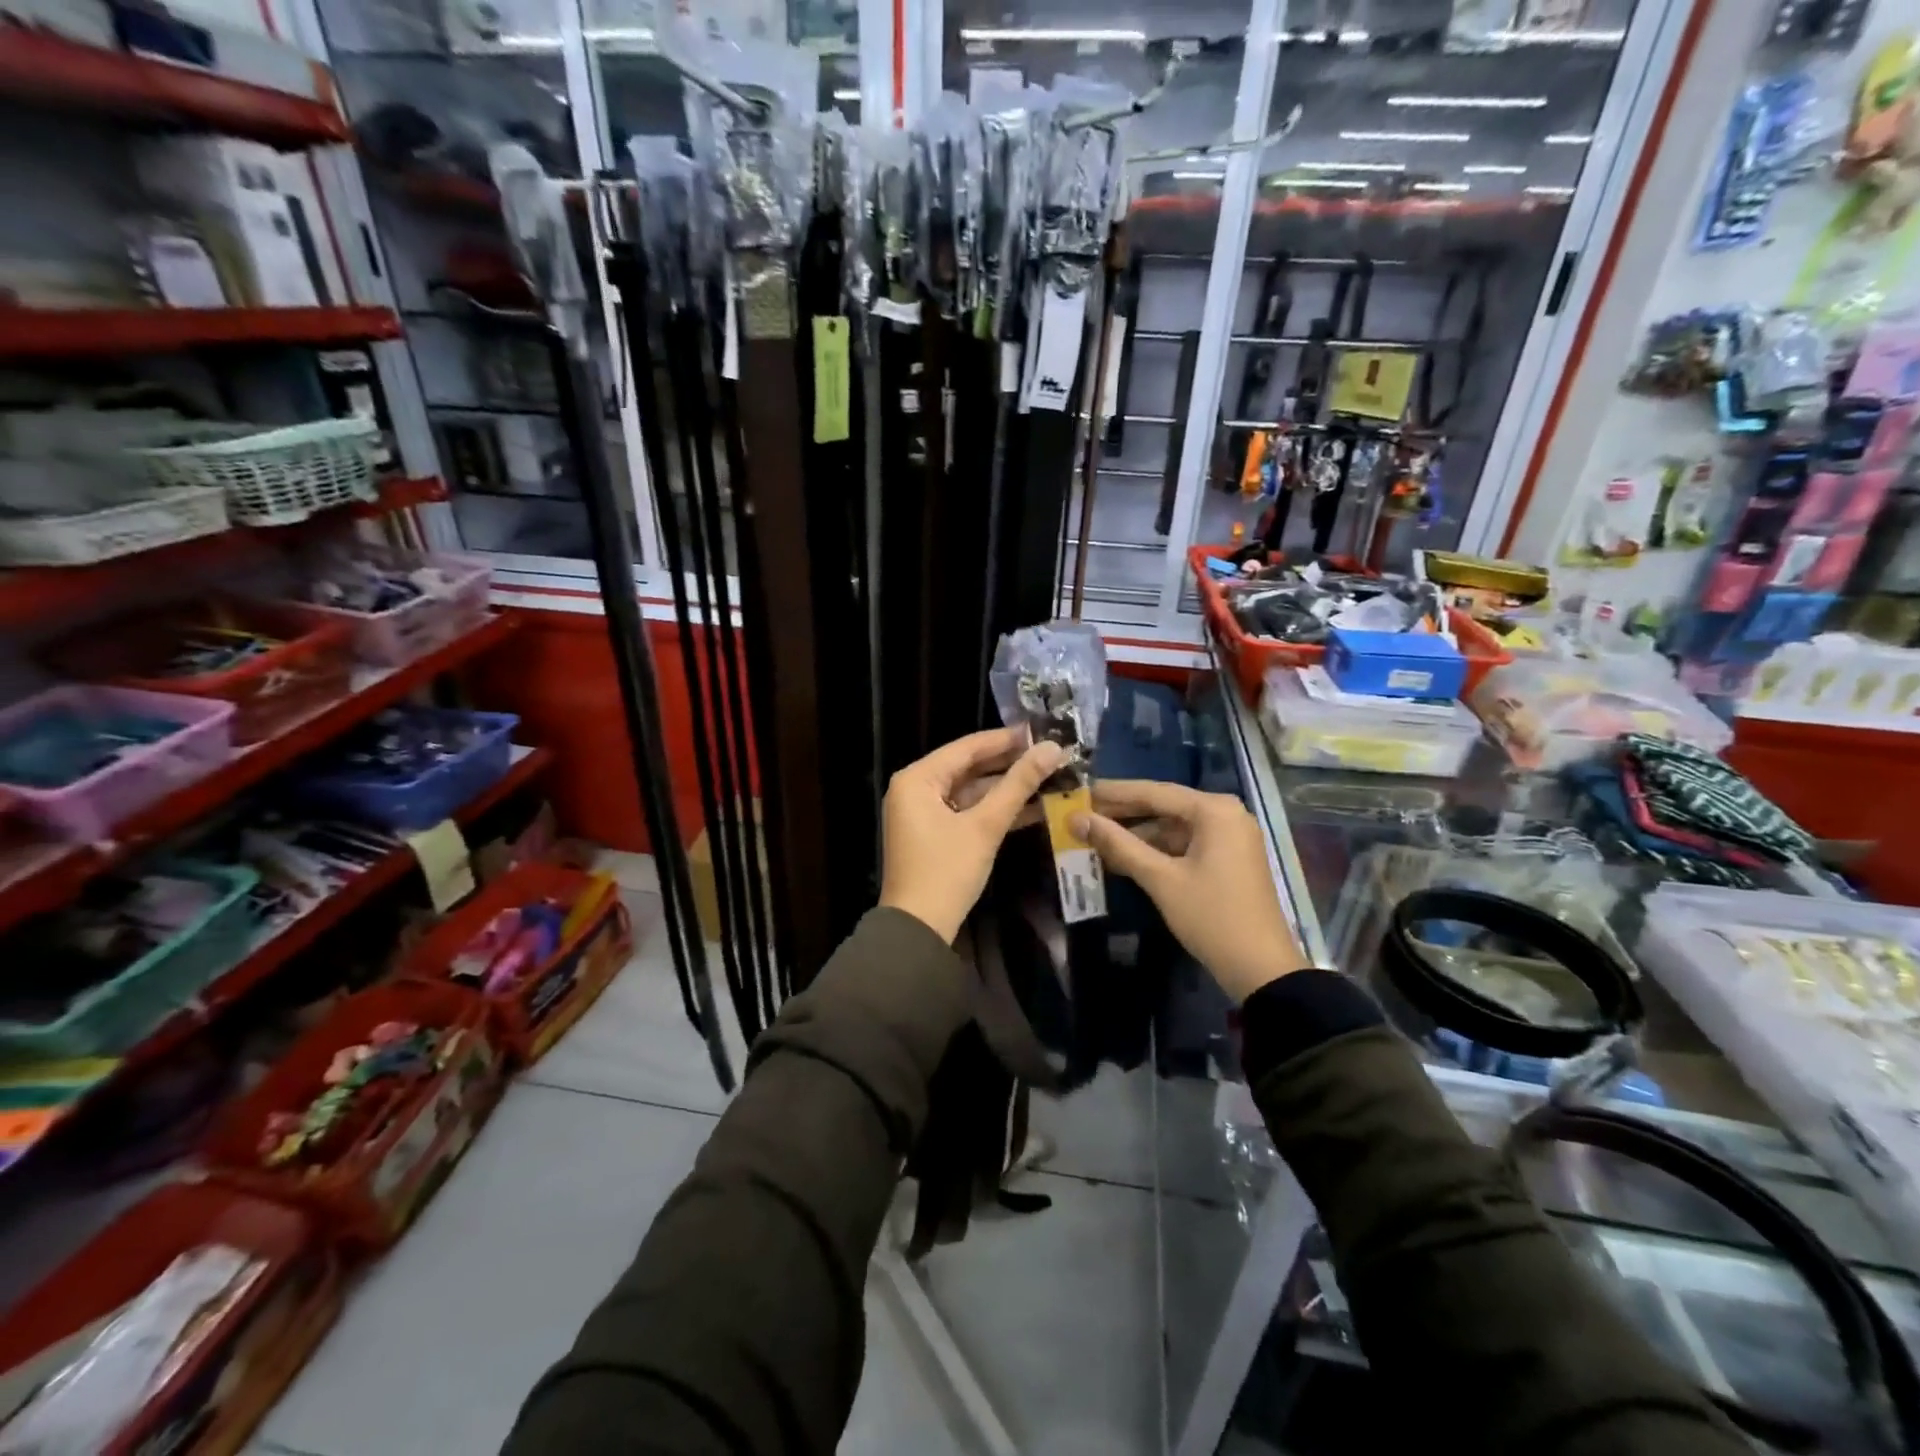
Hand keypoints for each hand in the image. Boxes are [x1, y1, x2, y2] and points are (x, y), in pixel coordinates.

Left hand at [880, 727, 1066, 943]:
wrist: (919, 929)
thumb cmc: (947, 871)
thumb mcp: (985, 825)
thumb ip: (1018, 785)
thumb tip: (1052, 748)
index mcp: (917, 778)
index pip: (967, 747)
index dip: (1006, 739)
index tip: (1041, 731)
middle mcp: (915, 788)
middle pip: (968, 767)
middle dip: (1009, 764)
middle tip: (1050, 754)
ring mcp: (923, 812)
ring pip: (970, 790)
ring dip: (1006, 788)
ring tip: (1048, 777)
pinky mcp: (934, 833)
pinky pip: (967, 810)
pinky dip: (994, 810)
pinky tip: (1032, 806)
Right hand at [1074, 780, 1305, 1002]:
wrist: (1261, 968)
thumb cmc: (1211, 916)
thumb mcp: (1160, 879)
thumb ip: (1118, 844)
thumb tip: (1077, 820)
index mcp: (1214, 810)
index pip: (1154, 792)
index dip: (1113, 793)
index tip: (1079, 792)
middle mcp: (1226, 814)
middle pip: (1164, 806)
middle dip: (1123, 814)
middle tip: (1082, 815)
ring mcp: (1230, 836)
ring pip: (1173, 827)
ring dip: (1137, 835)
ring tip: (1096, 838)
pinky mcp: (1228, 858)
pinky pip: (1185, 843)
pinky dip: (1156, 850)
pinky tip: (1125, 857)